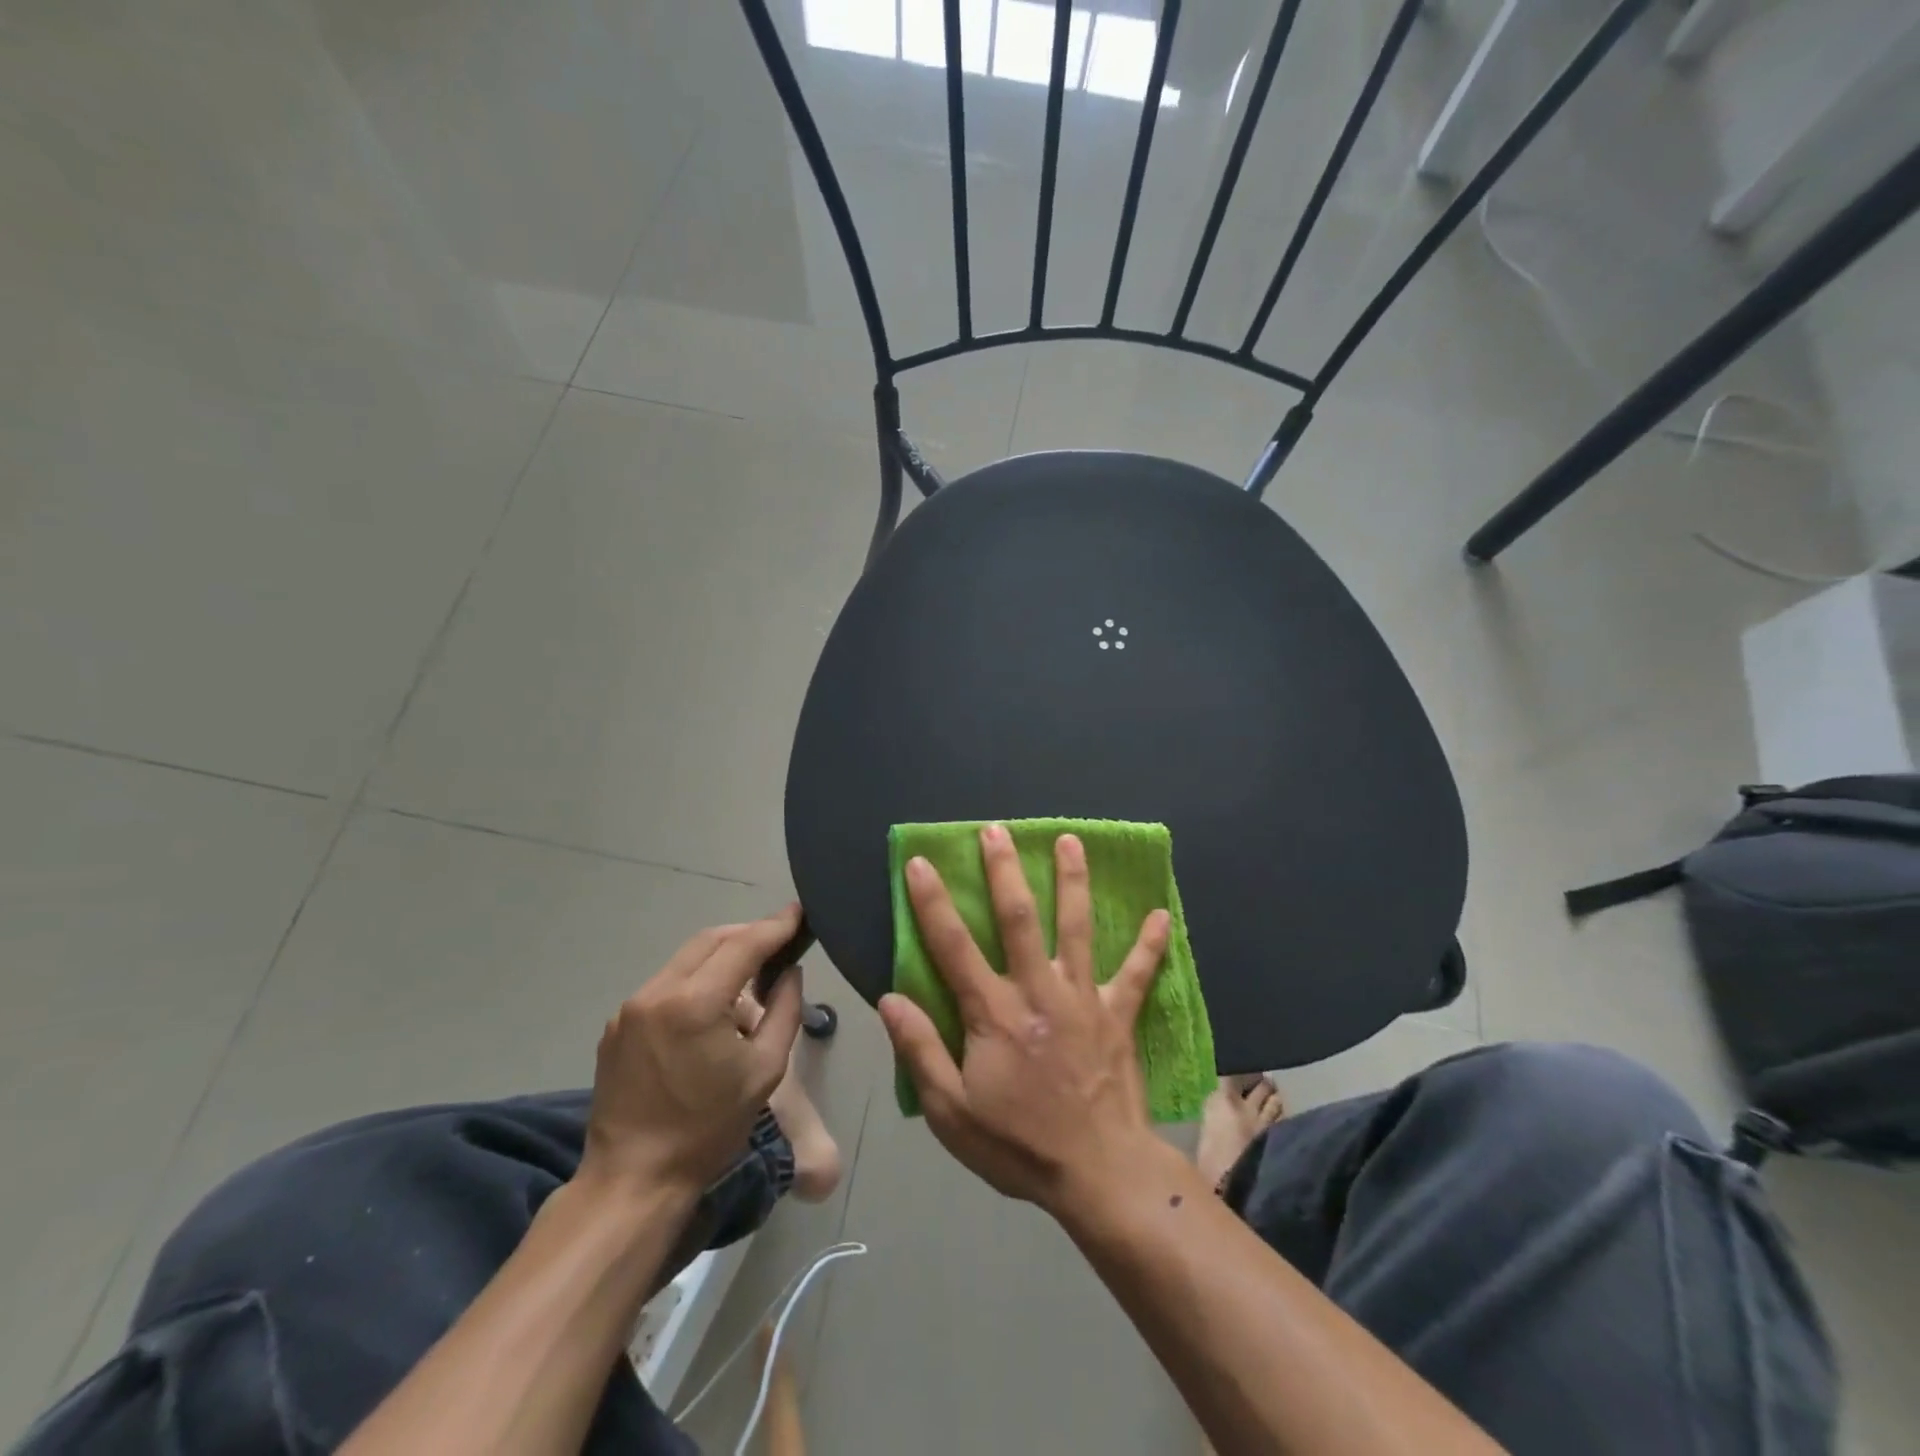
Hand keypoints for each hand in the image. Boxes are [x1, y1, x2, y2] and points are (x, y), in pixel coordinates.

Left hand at [580, 905, 804, 1197]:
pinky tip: (712, 1005)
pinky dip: (695, 979)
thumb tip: (789, 972)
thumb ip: (785, 1010)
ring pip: (685, 959)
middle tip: (779, 939)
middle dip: (748, 933)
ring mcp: (631, 1007)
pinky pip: (665, 985)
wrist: (633, 1181)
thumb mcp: (765, 1070)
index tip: (799, 911)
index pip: (744, 945)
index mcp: (695, 1002)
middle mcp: (657, 992)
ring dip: (720, 955)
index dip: (776, 925)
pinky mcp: (617, 1025)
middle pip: (711, 940)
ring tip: (750, 972)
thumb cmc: (708, 1129)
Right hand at [879, 826, 1170, 1212]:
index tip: (922, 863)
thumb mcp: (952, 1112)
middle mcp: (1038, 991)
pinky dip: (1149, 944)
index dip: (934, 902)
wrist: (1098, 1174)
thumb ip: (921, 1051)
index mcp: (994, 1013)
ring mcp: (1083, 998)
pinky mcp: (1118, 1014)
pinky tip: (1160, 913)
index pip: (954, 946)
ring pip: (1076, 928)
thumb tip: (891, 998)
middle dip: (1005, 871)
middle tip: (997, 830)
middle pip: (1019, 919)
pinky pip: (1137, 973)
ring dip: (1073, 881)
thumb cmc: (1018, 1143)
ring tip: (1070, 840)